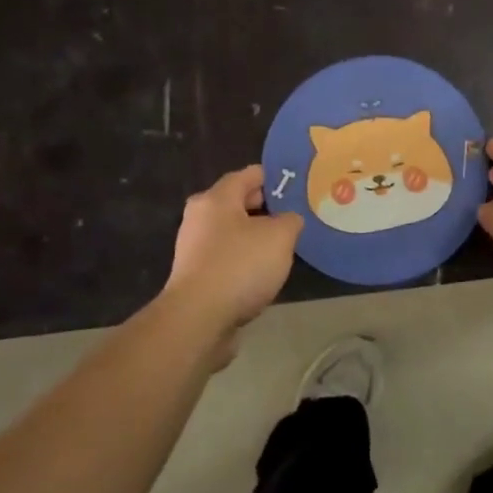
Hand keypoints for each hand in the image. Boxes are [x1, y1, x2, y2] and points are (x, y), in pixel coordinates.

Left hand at [164, 165, 302, 339]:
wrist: (198, 319)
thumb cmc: (240, 265)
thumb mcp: (280, 236)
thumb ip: (290, 220)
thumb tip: (288, 220)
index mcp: (217, 198)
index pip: (249, 174)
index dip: (275, 177)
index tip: (297, 186)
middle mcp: (200, 217)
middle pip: (238, 202)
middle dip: (266, 207)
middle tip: (294, 215)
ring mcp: (194, 248)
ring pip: (232, 231)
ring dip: (255, 236)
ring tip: (283, 246)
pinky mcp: (196, 275)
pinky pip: (227, 257)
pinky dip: (244, 259)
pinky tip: (263, 272)